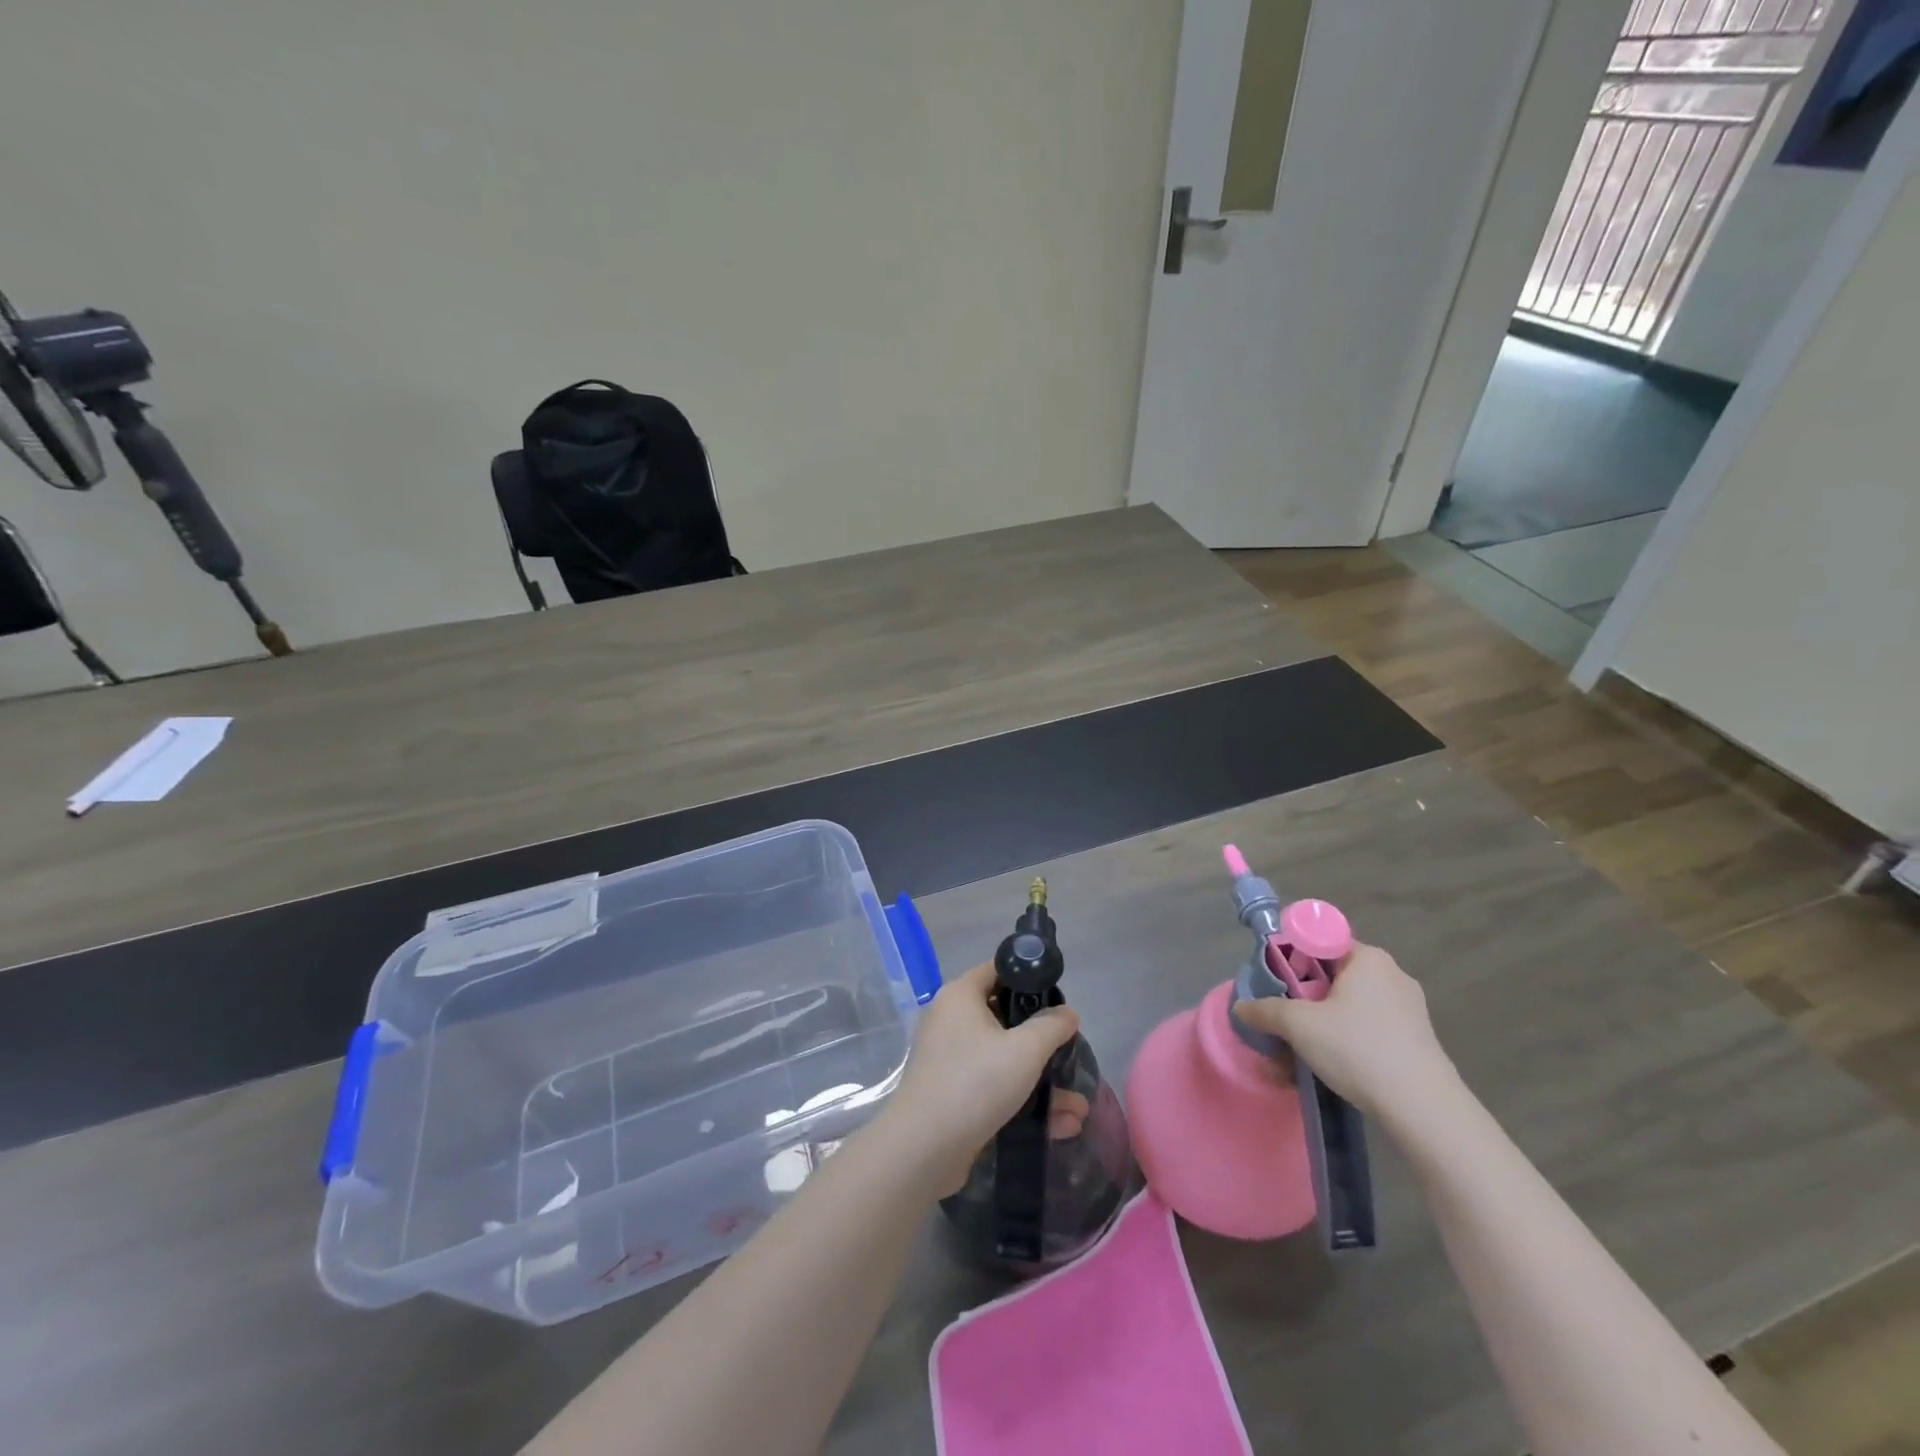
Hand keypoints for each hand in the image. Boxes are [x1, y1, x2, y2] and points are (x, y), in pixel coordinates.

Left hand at [885, 962, 1080, 1194]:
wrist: (923, 1149)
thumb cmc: (975, 1082)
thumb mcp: (1025, 1050)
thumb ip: (1052, 1026)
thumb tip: (1067, 1013)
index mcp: (960, 996)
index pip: (997, 971)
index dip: (1029, 979)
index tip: (1058, 1000)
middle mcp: (950, 1021)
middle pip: (1004, 1018)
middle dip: (1042, 1043)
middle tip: (1069, 1054)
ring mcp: (948, 1059)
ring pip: (1003, 1060)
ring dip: (1041, 1082)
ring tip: (1078, 1108)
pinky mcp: (951, 1094)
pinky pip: (993, 1087)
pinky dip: (1022, 1101)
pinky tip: (1061, 1126)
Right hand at [1232, 942, 1456, 1119]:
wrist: (1424, 1110)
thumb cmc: (1358, 1048)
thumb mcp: (1298, 1025)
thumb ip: (1265, 1011)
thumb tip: (1241, 1007)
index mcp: (1368, 958)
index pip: (1318, 941)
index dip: (1290, 958)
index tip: (1272, 983)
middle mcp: (1390, 975)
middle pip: (1329, 977)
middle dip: (1299, 1002)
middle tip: (1277, 1024)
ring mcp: (1407, 1010)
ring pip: (1345, 1009)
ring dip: (1315, 1029)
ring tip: (1290, 1059)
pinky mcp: (1413, 1041)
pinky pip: (1364, 1031)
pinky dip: (1340, 1044)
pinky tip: (1321, 1071)